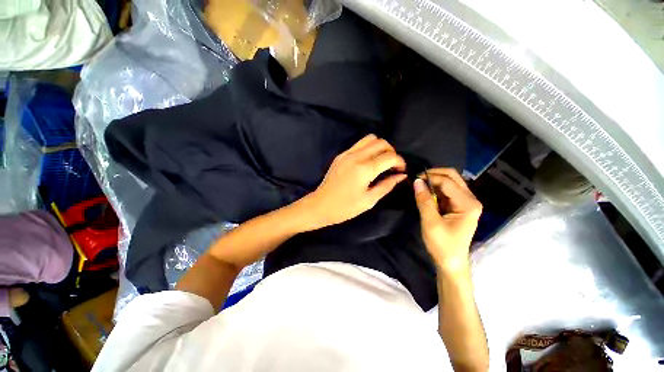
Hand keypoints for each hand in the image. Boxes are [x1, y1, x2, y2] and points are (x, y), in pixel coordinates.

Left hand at [303, 134, 406, 228]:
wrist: (320, 205)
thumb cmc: (345, 208)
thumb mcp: (369, 200)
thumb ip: (387, 185)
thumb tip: (401, 176)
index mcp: (364, 169)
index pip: (390, 156)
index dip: (400, 161)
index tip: (401, 170)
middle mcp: (356, 156)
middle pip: (381, 142)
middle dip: (391, 152)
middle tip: (392, 166)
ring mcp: (346, 154)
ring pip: (369, 139)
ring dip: (379, 147)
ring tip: (381, 161)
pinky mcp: (340, 155)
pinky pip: (358, 144)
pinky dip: (368, 148)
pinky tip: (368, 162)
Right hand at [413, 168, 481, 272]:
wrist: (451, 262)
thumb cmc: (442, 245)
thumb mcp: (430, 222)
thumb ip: (424, 200)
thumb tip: (416, 181)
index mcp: (468, 204)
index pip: (447, 181)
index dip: (429, 177)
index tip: (413, 180)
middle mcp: (470, 199)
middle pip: (453, 176)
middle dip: (434, 174)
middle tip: (417, 179)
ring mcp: (465, 202)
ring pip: (450, 182)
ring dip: (434, 181)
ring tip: (419, 185)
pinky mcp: (459, 205)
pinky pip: (447, 190)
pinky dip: (435, 188)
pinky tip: (425, 192)